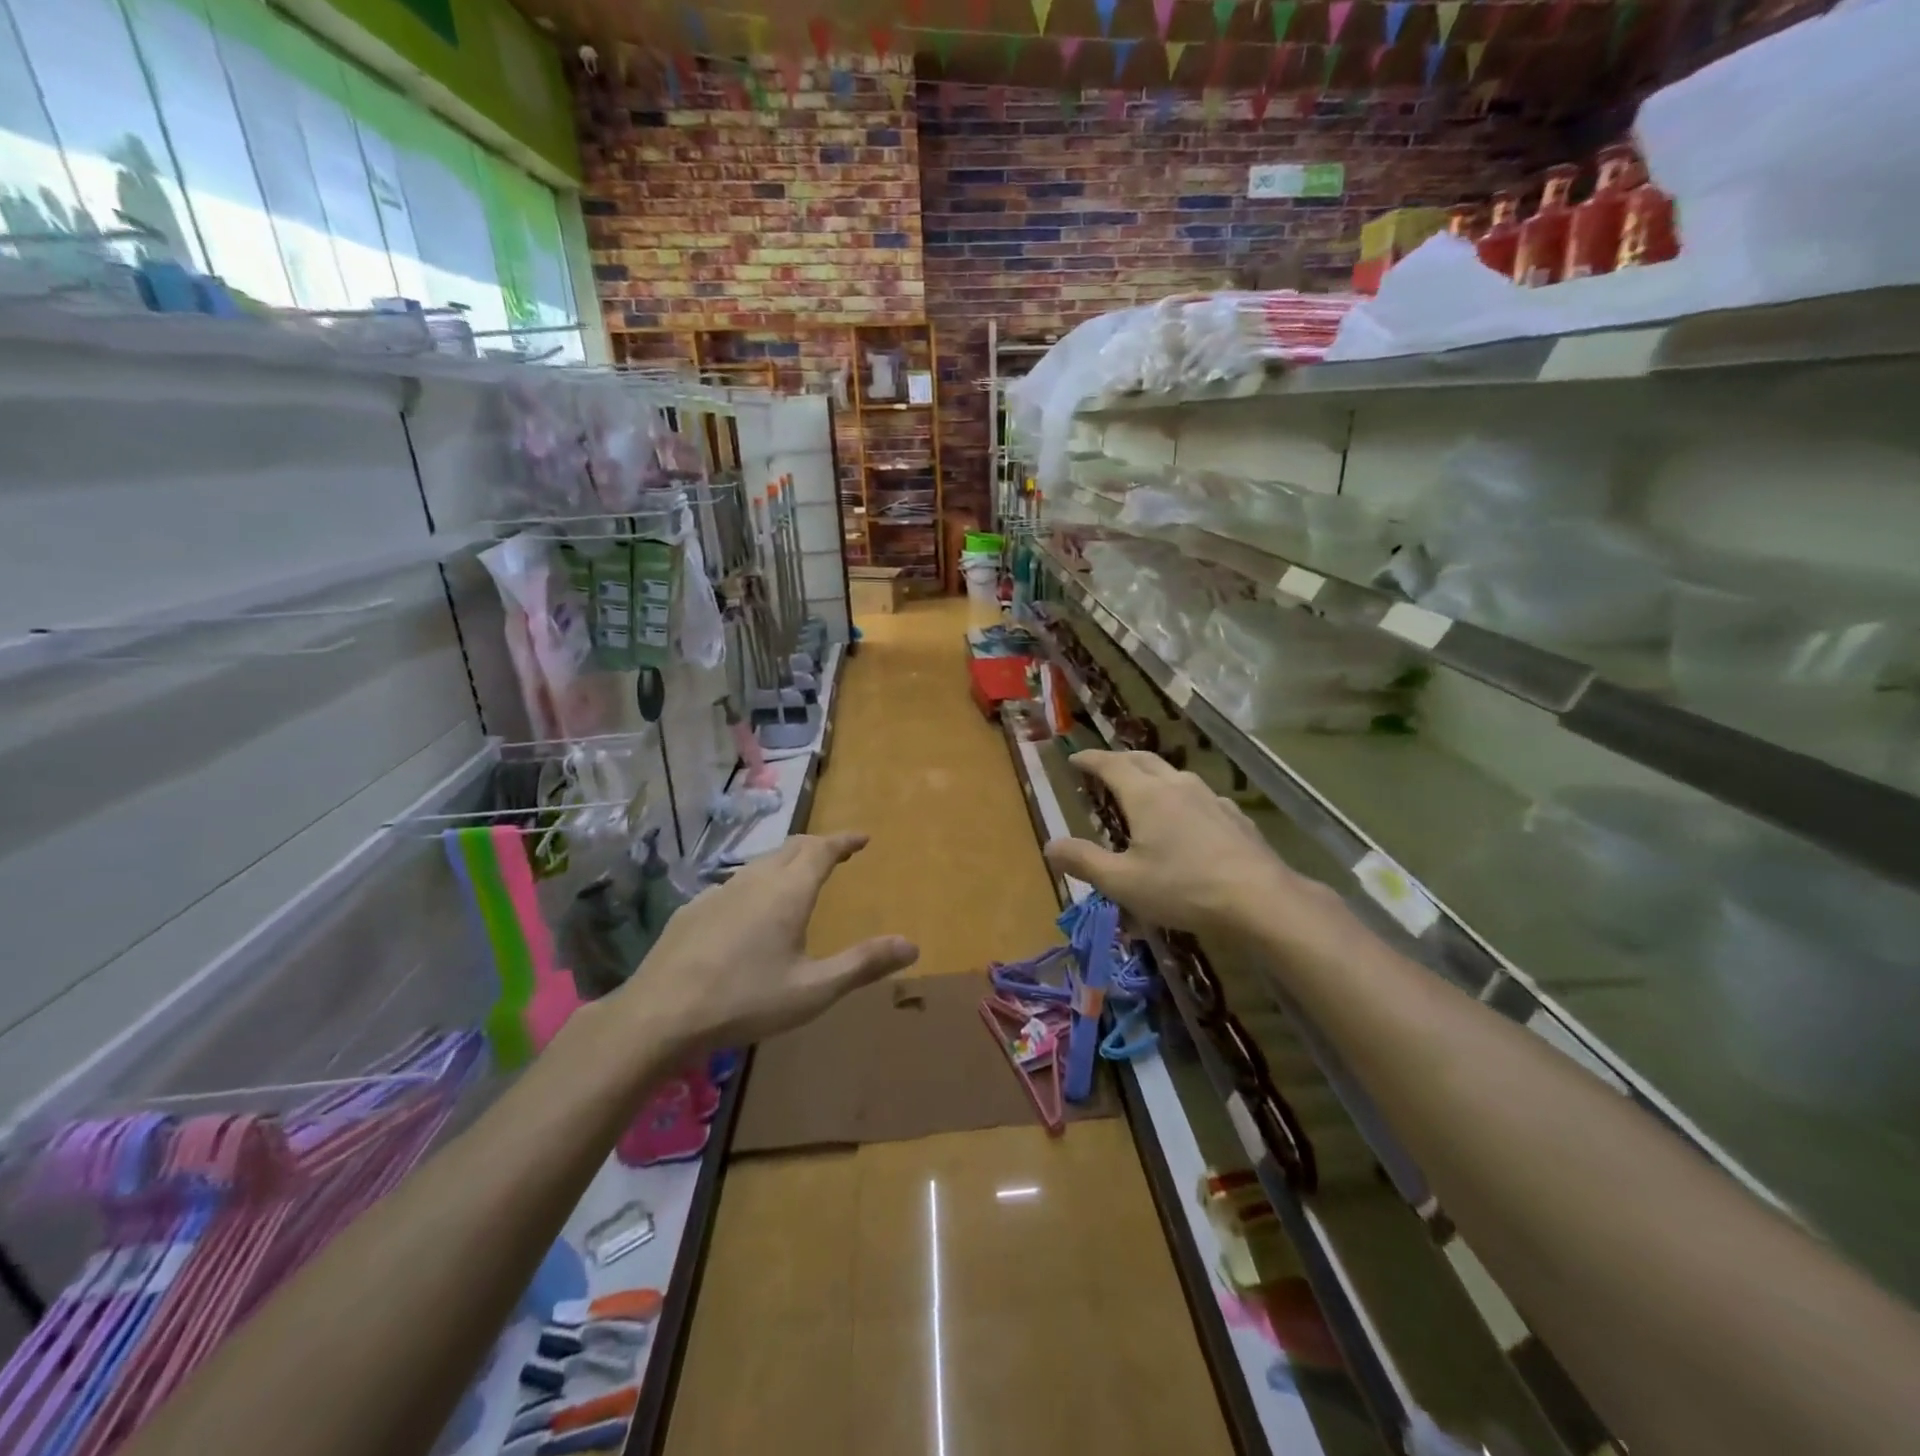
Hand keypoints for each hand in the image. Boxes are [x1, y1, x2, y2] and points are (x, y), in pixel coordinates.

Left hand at [614, 832, 918, 1053]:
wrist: (660, 1014)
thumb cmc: (746, 1000)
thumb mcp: (814, 989)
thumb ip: (863, 964)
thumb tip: (911, 944)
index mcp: (789, 892)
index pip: (822, 850)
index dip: (844, 840)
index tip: (862, 837)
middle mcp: (755, 880)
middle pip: (792, 848)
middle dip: (818, 846)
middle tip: (837, 853)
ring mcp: (719, 891)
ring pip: (761, 864)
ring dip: (786, 862)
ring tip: (798, 876)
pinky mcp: (693, 908)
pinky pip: (734, 883)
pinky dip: (756, 883)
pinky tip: (749, 910)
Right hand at [1044, 750, 1339, 941]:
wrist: (1259, 899)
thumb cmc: (1183, 888)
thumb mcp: (1123, 882)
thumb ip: (1083, 861)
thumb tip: (1049, 845)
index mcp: (1146, 795)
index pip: (1110, 764)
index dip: (1090, 759)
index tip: (1074, 757)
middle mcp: (1177, 786)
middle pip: (1143, 760)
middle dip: (1120, 759)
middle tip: (1104, 766)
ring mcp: (1210, 798)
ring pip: (1174, 774)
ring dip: (1152, 774)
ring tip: (1144, 787)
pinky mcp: (1235, 816)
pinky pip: (1200, 795)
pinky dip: (1182, 796)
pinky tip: (1189, 815)